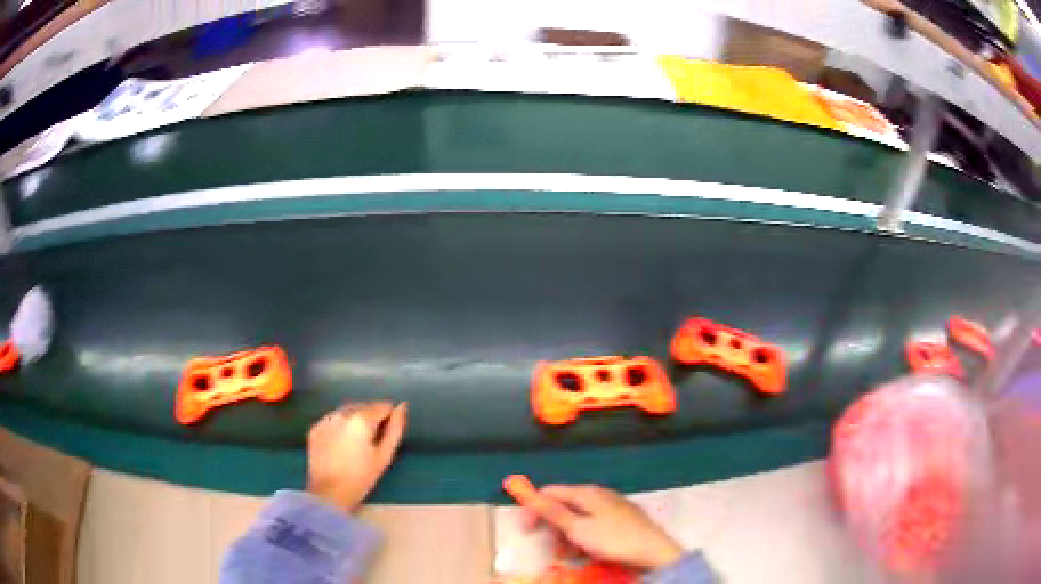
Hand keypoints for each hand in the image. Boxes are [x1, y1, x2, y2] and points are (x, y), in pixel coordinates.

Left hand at [306, 401, 407, 511]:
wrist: (329, 493)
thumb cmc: (361, 477)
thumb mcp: (384, 455)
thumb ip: (395, 429)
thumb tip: (402, 406)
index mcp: (362, 418)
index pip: (383, 406)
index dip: (389, 419)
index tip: (387, 435)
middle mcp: (342, 413)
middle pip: (364, 406)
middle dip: (371, 418)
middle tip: (372, 441)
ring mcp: (326, 419)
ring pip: (347, 411)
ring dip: (355, 420)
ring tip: (356, 443)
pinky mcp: (315, 428)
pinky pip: (333, 420)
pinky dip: (340, 426)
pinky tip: (340, 445)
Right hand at [533, 484, 684, 570]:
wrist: (653, 550)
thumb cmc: (613, 539)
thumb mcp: (578, 529)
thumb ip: (554, 512)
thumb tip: (532, 494)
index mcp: (587, 492)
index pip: (550, 492)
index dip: (534, 508)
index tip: (526, 529)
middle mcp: (599, 494)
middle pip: (565, 505)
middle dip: (553, 526)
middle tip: (552, 547)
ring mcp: (613, 505)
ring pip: (580, 517)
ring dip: (569, 535)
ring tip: (570, 554)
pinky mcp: (622, 518)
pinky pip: (595, 524)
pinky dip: (585, 537)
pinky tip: (588, 551)